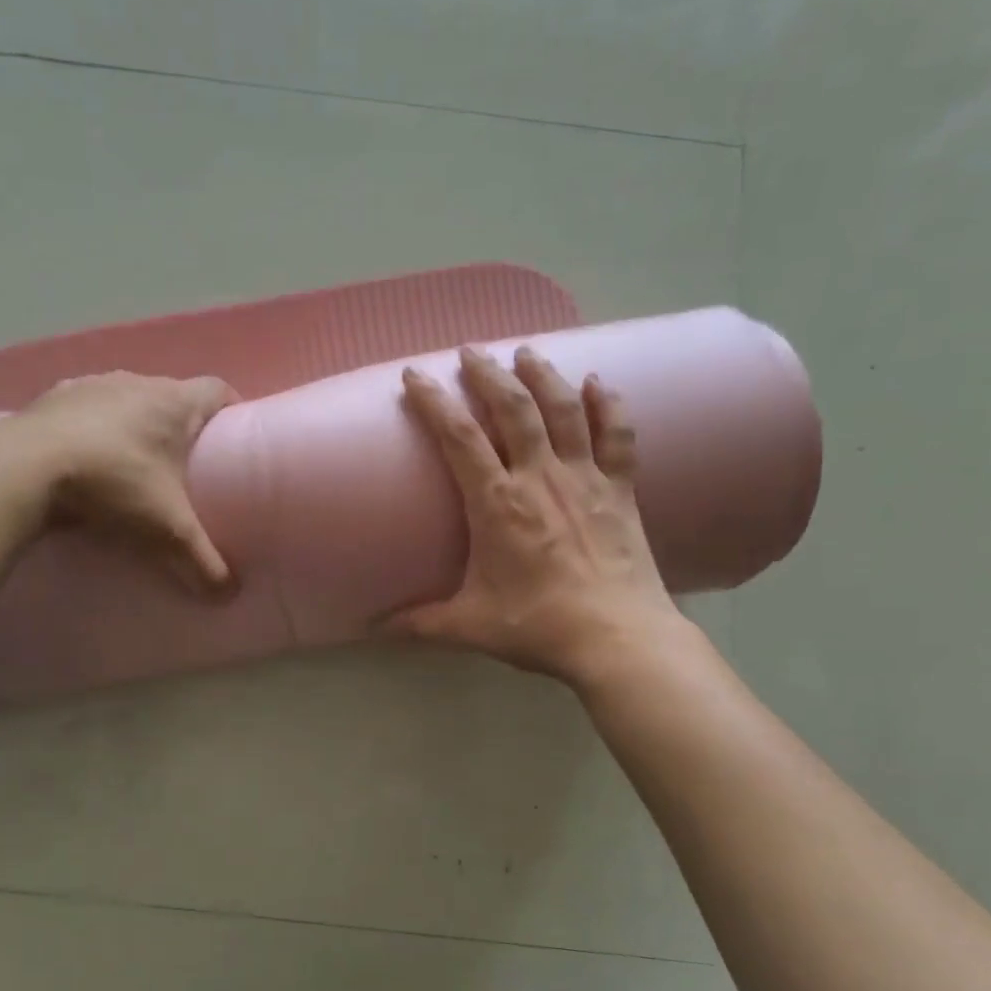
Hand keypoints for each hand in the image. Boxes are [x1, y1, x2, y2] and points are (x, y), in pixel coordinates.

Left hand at [14, 371, 237, 594]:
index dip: (232, 410)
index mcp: (173, 401)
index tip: (233, 438)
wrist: (23, 468)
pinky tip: (87, 460)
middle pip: (173, 395)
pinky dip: (94, 429)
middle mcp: (136, 382)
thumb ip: (202, 561)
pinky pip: (86, 409)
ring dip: (136, 424)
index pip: (218, 390)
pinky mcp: (54, 397)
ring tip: (135, 463)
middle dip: (182, 425)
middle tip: (187, 464)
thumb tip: (229, 595)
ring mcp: (91, 385)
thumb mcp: (166, 529)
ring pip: (128, 399)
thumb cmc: (113, 484)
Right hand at [388, 346, 685, 685]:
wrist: (617, 639)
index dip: (434, 401)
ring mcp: (585, 478)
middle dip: (488, 373)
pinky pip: (616, 434)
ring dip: (542, 375)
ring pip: (563, 410)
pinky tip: (598, 381)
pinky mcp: (621, 489)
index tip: (415, 375)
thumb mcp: (468, 626)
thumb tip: (370, 628)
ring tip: (525, 352)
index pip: (459, 437)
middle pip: (513, 408)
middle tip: (471, 351)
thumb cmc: (537, 626)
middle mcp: (540, 477)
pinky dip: (608, 404)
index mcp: (497, 503)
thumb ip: (418, 623)